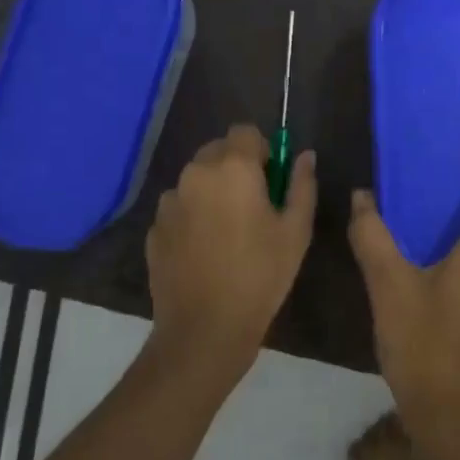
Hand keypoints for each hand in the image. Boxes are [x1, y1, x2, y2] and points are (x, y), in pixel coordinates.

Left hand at [147, 125, 316, 377]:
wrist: (205, 328)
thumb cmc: (261, 275)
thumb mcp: (296, 231)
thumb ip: (302, 185)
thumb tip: (305, 156)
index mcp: (232, 168)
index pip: (245, 131)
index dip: (261, 149)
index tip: (271, 178)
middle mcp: (195, 174)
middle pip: (217, 151)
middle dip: (236, 167)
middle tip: (254, 205)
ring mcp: (169, 201)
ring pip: (196, 179)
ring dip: (212, 190)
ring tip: (228, 231)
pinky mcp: (154, 228)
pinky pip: (179, 207)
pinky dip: (193, 216)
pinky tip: (206, 250)